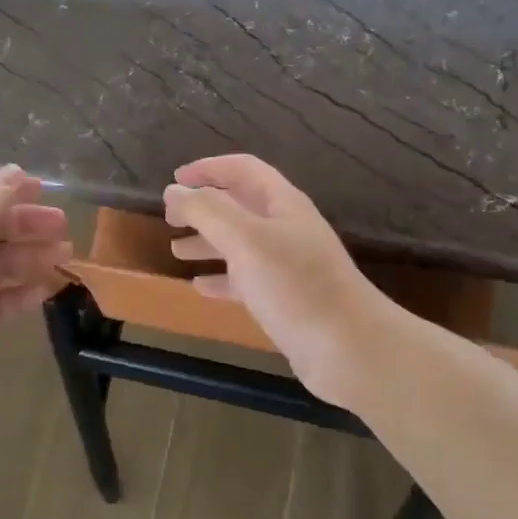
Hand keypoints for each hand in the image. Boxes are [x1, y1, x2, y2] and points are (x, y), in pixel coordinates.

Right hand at [164, 155, 397, 406]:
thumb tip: (174, 191)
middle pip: (239, 206)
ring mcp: (287, 265)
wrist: (349, 349)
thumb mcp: (245, 239)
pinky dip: (220, 279)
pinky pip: (245, 280)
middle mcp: (285, 229)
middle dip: (203, 207)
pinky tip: (199, 287)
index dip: (208, 168)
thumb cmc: (295, 286)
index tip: (174, 180)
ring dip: (207, 242)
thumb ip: (207, 211)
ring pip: (239, 243)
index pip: (243, 170)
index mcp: (282, 205)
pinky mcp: (284, 299)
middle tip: (169, 218)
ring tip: (175, 250)